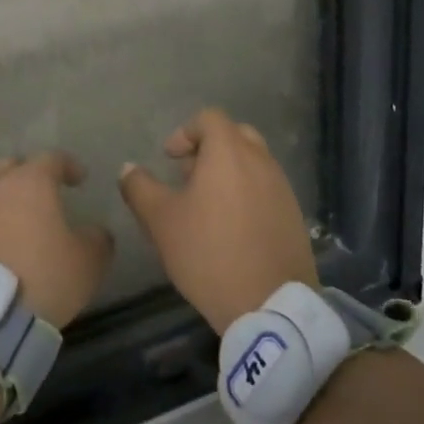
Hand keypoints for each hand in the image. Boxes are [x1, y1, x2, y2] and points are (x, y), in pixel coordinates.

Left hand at [0, 152, 111, 327]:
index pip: (52, 159)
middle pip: (12, 168)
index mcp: (30, 182)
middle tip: (45, 195)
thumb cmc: (39, 275)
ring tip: (21, 227)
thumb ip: (97, 240)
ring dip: (6, 206)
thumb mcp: (86, 263)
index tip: (80, 178)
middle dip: (30, 177)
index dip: (68, 166)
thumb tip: (96, 232)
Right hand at [118, 109, 317, 332]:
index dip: (185, 132)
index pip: (209, 118)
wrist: (269, 305)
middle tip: (188, 176)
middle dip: (209, 148)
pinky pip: (267, 189)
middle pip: (235, 135)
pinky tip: (231, 228)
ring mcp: (282, 188)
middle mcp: (261, 161)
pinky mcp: (294, 215)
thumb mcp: (161, 220)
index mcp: (229, 153)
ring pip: (254, 162)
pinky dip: (247, 193)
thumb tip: (128, 169)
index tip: (169, 158)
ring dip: (229, 172)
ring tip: (207, 206)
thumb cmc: (208, 253)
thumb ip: (140, 188)